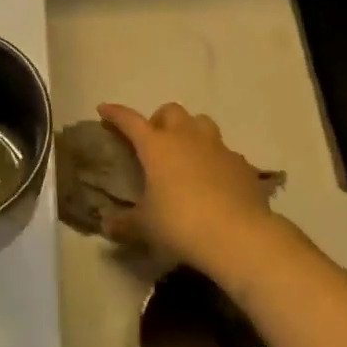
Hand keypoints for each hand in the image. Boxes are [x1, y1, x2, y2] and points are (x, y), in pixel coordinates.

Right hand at [97, 102, 280, 276]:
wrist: (239, 236)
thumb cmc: (181, 224)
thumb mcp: (145, 227)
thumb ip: (123, 223)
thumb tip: (106, 225)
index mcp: (157, 146)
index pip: (130, 120)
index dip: (115, 113)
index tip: (104, 109)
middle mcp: (187, 138)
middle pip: (171, 111)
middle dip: (159, 120)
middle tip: (154, 142)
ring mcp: (218, 148)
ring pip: (201, 123)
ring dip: (189, 131)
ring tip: (185, 155)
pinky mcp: (242, 165)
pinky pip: (224, 152)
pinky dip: (214, 159)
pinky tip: (213, 180)